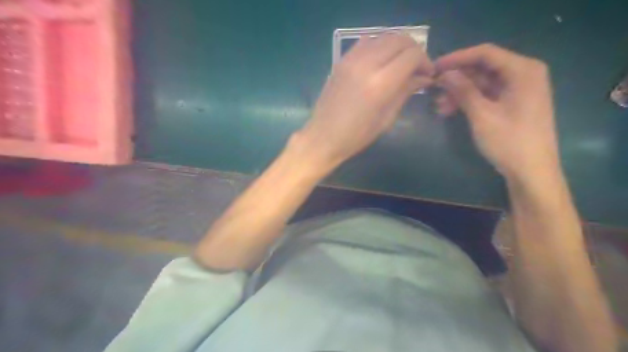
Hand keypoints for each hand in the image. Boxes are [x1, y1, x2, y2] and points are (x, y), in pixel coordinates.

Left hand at [293, 33, 434, 173]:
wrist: (323, 137)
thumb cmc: (357, 136)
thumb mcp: (386, 118)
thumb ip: (405, 92)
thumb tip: (424, 77)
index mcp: (380, 83)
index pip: (412, 55)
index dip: (425, 61)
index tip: (427, 74)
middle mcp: (366, 64)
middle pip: (399, 39)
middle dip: (414, 50)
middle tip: (416, 68)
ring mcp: (351, 59)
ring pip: (383, 36)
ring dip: (397, 46)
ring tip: (399, 64)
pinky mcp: (341, 60)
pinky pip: (365, 42)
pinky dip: (379, 46)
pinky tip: (380, 62)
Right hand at [435, 43, 561, 180]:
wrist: (531, 172)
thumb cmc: (509, 141)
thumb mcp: (482, 115)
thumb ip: (463, 91)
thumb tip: (445, 74)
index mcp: (523, 70)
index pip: (485, 53)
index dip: (457, 58)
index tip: (434, 67)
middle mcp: (523, 74)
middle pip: (483, 68)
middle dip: (457, 78)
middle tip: (433, 88)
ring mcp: (518, 90)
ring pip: (482, 83)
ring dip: (459, 92)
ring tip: (438, 105)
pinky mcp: (512, 104)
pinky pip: (486, 95)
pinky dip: (468, 101)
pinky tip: (449, 111)